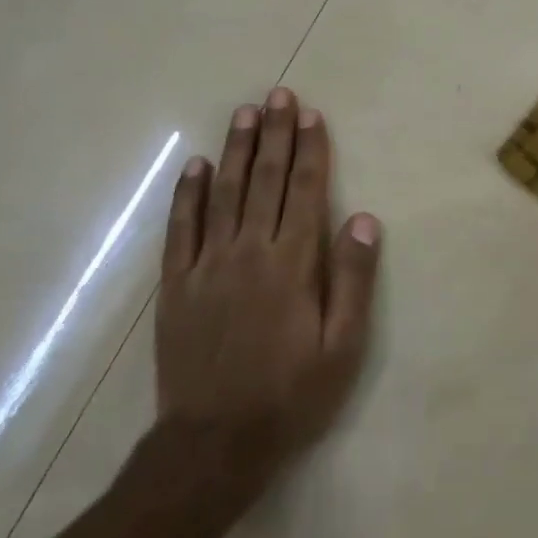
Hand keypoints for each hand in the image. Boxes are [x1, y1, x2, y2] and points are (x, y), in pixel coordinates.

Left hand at [155, 89, 381, 468]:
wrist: (214, 442)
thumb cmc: (290, 394)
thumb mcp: (342, 347)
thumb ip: (352, 280)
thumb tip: (362, 219)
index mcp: (292, 264)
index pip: (304, 191)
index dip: (310, 150)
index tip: (311, 115)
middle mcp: (249, 252)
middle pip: (264, 180)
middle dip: (274, 135)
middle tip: (278, 95)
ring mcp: (206, 265)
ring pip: (222, 193)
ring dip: (234, 150)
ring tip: (244, 114)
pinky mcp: (176, 284)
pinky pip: (180, 228)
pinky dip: (187, 194)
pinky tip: (194, 166)